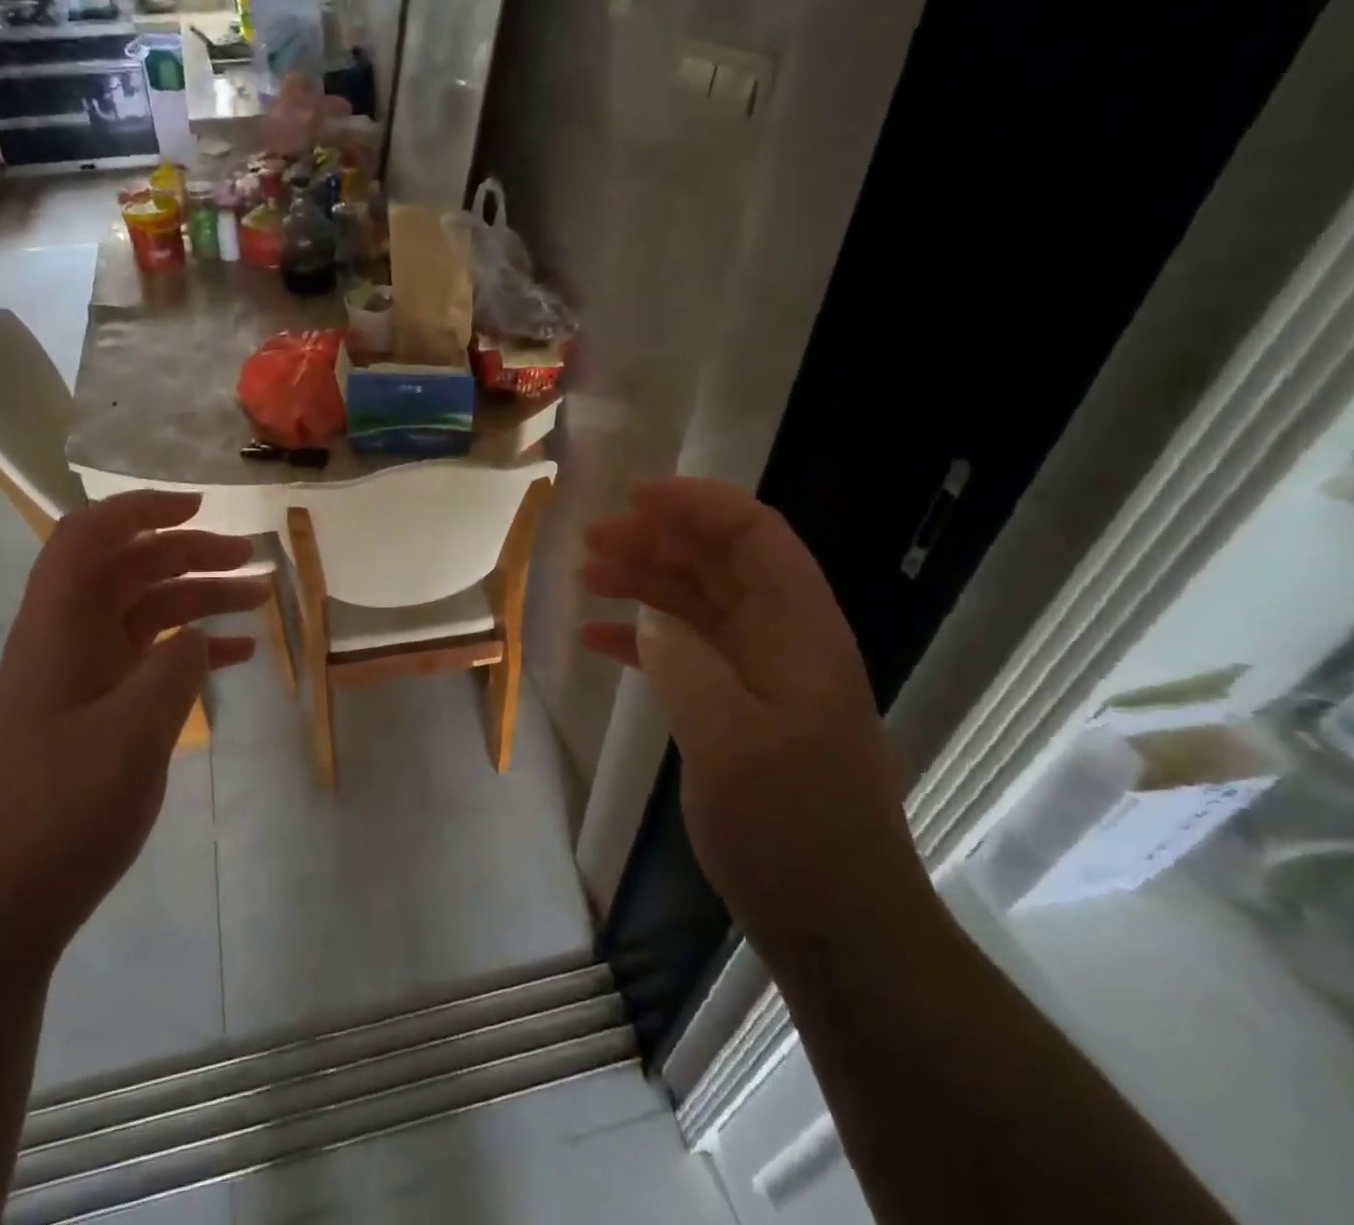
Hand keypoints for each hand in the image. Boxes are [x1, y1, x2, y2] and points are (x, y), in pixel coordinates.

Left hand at [0, 491, 267, 942]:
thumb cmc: (62, 807)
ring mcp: (84, 675)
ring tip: (260, 598)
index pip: (90, 536)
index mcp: (58, 626)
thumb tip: (197, 636)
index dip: (141, 508)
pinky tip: (238, 655)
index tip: (200, 507)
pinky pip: (150, 657)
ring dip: (200, 597)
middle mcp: (67, 638)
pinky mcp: (99, 709)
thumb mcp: (133, 731)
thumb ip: (174, 667)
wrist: (6, 898)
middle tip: (250, 558)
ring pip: (146, 611)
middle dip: (189, 552)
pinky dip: (193, 647)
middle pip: (129, 568)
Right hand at [580, 478, 928, 963]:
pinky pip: (681, 652)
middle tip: (590, 540)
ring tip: (584, 576)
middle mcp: (781, 639)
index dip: (697, 504)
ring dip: (642, 582)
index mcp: (800, 630)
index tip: (633, 497)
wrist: (832, 920)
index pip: (754, 535)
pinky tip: (594, 640)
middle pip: (717, 562)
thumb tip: (650, 619)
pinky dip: (639, 638)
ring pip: (694, 603)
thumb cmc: (791, 826)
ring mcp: (756, 675)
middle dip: (656, 540)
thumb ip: (685, 663)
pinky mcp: (731, 708)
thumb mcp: (731, 739)